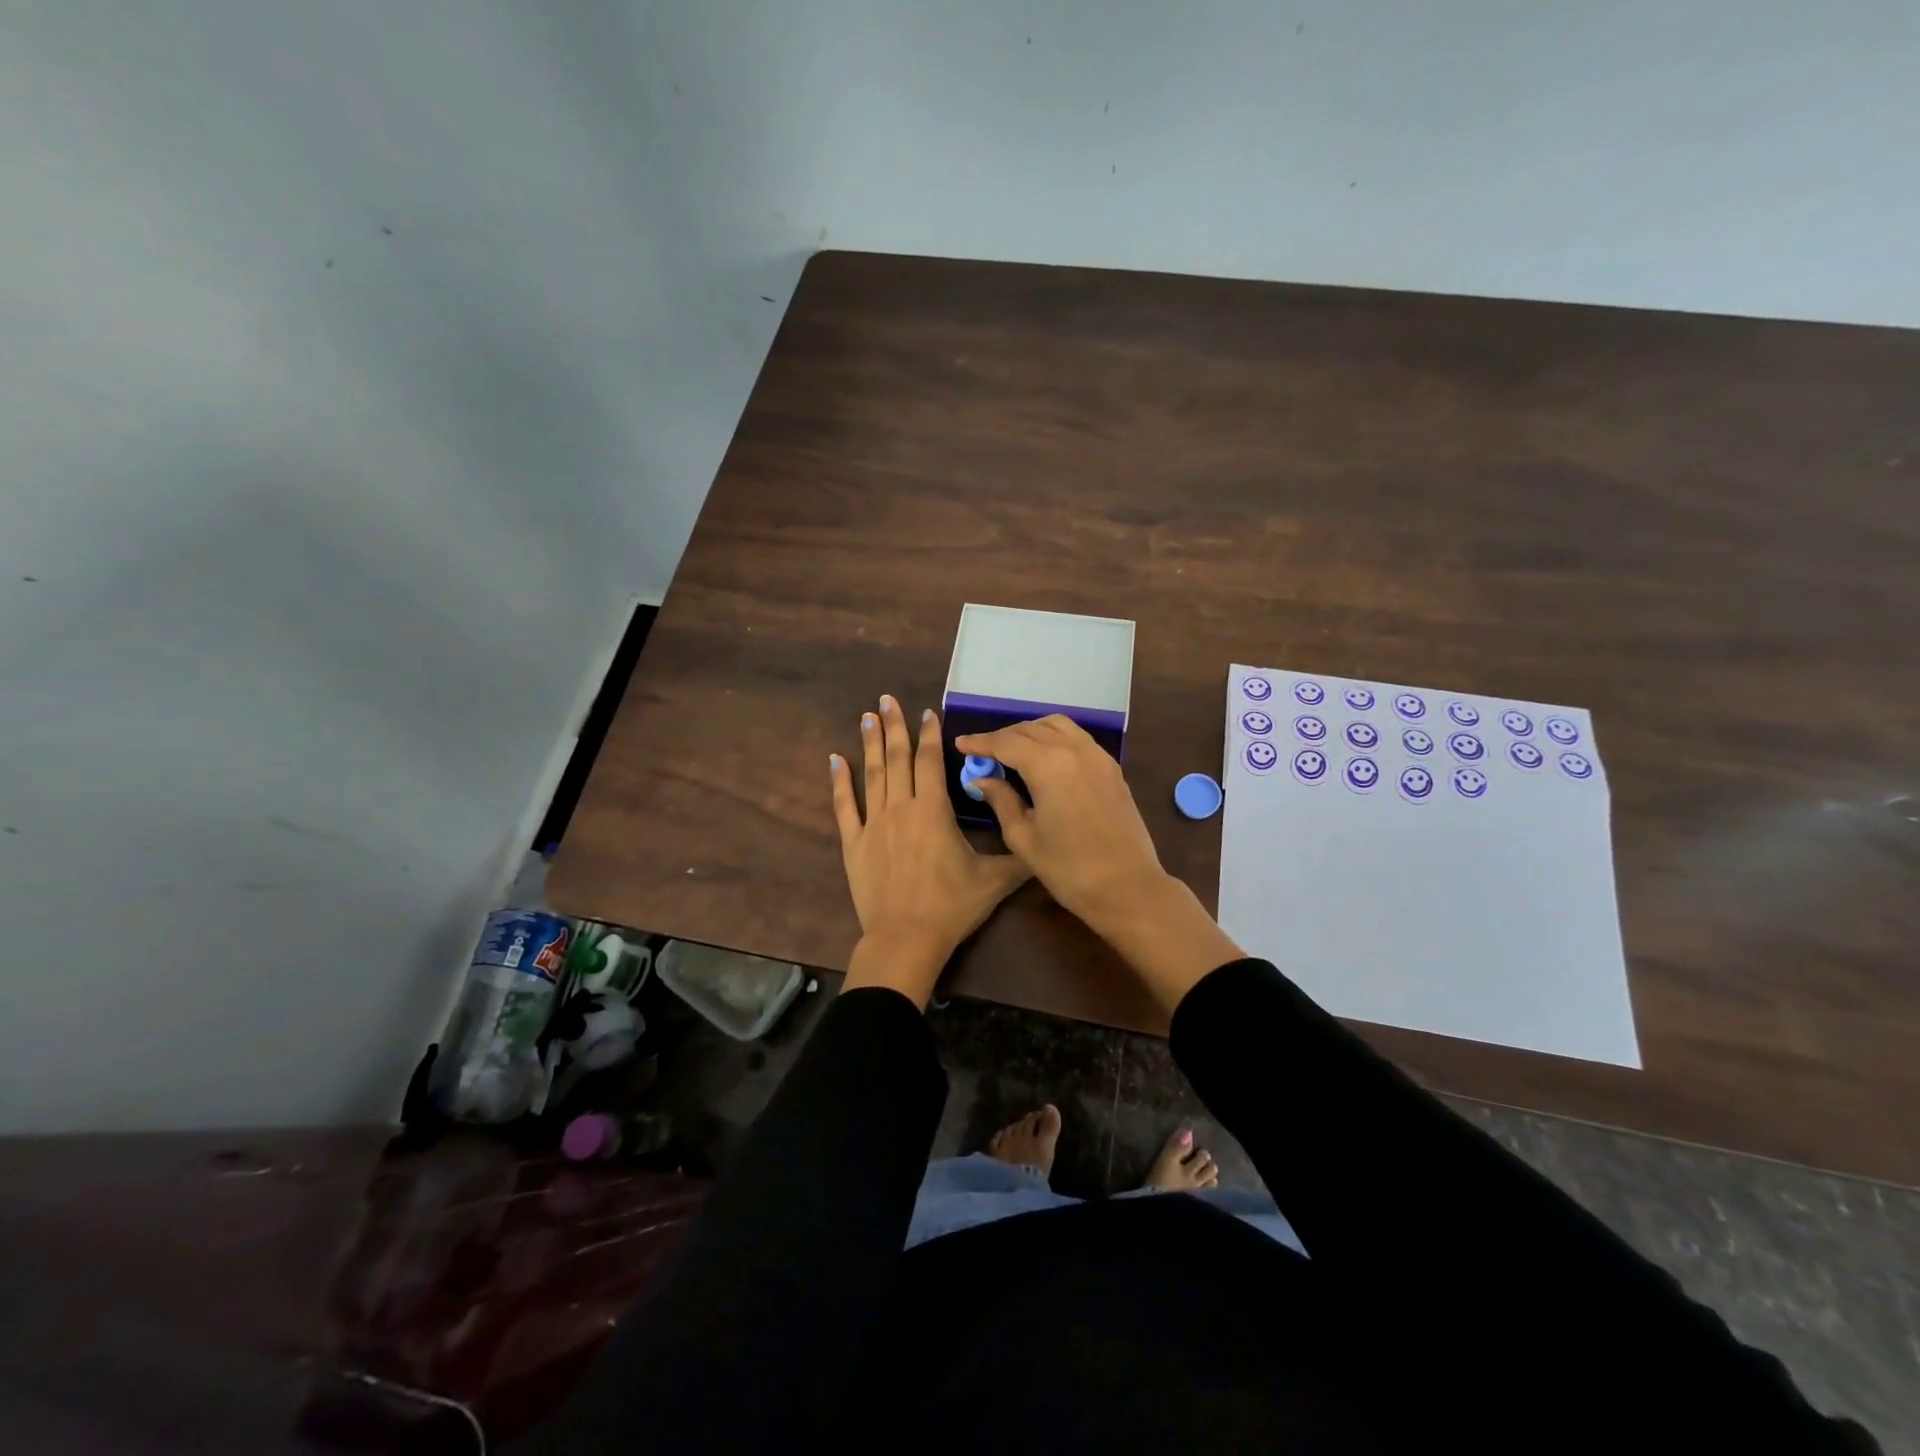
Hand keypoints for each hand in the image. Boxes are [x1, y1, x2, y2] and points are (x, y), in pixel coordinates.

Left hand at [831, 695, 1030, 1007]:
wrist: (906, 939)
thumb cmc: (951, 907)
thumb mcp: (994, 881)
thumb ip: (1019, 857)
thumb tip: (1044, 840)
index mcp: (933, 811)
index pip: (930, 762)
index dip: (929, 735)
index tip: (927, 712)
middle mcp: (901, 808)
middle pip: (898, 759)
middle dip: (894, 726)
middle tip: (886, 699)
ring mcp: (873, 824)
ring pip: (872, 774)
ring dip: (871, 744)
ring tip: (866, 716)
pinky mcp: (854, 844)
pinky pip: (844, 807)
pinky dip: (839, 782)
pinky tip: (834, 759)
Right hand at [955, 716, 1242, 1013]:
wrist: (1128, 887)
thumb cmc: (1069, 869)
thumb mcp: (1024, 838)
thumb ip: (1001, 801)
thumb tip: (983, 780)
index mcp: (1048, 765)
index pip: (1006, 742)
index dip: (980, 742)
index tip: (961, 744)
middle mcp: (1074, 750)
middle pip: (1030, 729)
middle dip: (1003, 737)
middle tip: (983, 752)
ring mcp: (1097, 756)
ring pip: (1057, 726)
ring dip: (1030, 731)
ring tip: (1013, 750)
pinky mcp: (1112, 768)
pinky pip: (1077, 738)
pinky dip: (1054, 738)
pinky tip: (1044, 758)